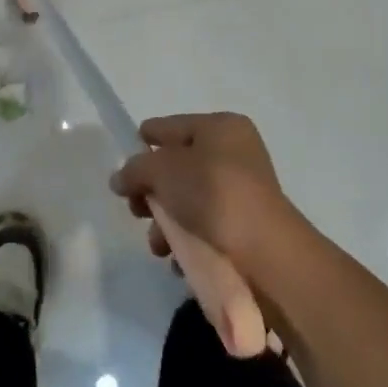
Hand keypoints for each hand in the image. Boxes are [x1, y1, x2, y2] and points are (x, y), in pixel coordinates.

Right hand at [108, 113, 302, 263]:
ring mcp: (244, 192)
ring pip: (190, 201)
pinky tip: (177, 260)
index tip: (124, 167)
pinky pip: (207, 228)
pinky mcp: (247, 228)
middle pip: (178, 167)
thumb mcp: (163, 171)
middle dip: (153, 191)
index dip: (144, 142)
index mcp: (220, 126)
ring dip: (167, 223)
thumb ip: (135, 169)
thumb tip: (120, 179)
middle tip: (137, 211)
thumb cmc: (213, 195)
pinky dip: (189, 241)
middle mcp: (235, 153)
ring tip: (158, 246)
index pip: (170, 126)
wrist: (267, 254)